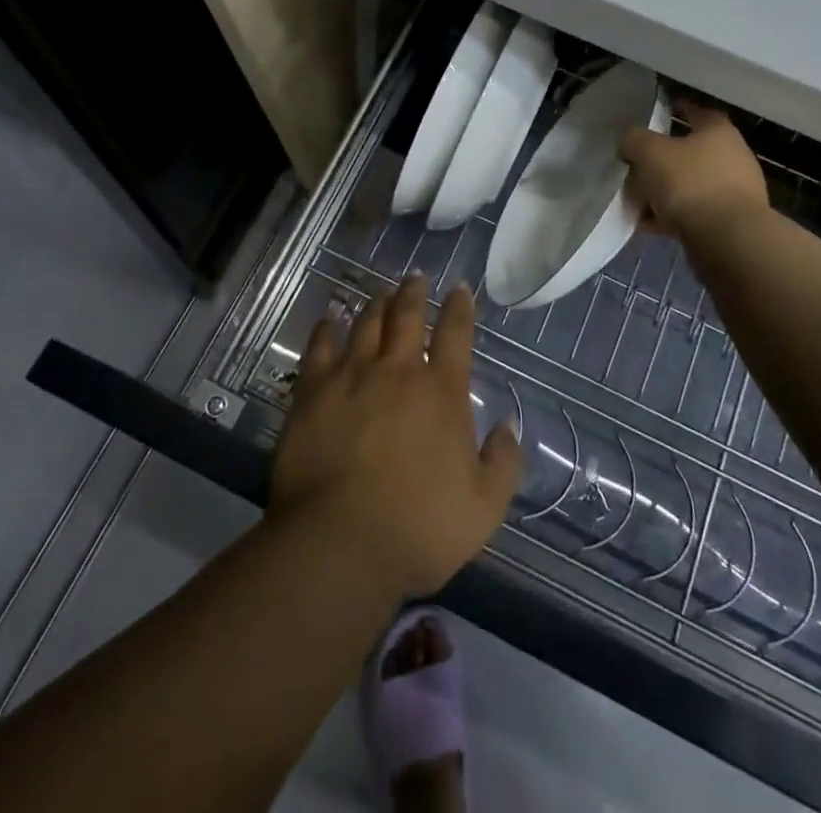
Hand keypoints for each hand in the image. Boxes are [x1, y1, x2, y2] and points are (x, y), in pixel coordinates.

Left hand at [271, 274, 521, 601]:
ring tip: (379, 295)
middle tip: (415, 277)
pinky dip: (326, 329)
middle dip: (413, 293)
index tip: (459, 288)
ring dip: (375, 305)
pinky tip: (329, 320)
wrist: (340, 543)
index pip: (454, 334)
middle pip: (406, 316)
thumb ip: (503, 462)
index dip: (459, 308)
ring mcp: (351, 376)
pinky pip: (319, 347)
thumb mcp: (484, 507)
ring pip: (365, 324)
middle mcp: (397, 370)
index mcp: (441, 390)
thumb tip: (507, 425)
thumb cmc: (420, 527)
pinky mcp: (312, 391)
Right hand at [620, 100, 768, 237]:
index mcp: (718, 131)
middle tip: (635, 163)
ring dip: (663, 191)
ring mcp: (734, 191)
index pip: (697, 110)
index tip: (655, 111)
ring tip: (635, 200)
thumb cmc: (690, 183)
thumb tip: (629, 141)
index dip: (676, 108)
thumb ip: (634, 139)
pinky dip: (670, 216)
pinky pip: (692, 212)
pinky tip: (647, 225)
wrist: (728, 240)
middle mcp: (732, 157)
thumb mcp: (650, 152)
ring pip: (689, 184)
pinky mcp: (729, 222)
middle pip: (690, 151)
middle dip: (661, 158)